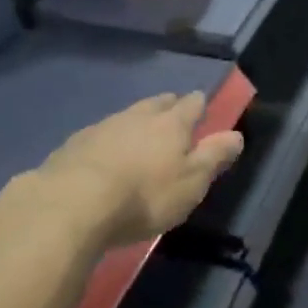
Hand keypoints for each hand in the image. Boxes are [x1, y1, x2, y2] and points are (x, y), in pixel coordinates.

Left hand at [32, 92, 243, 246]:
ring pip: (127, 115)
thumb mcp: (191, 183)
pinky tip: (103, 154)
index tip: (201, 106)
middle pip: (157, 103)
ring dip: (136, 121)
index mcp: (171, 124)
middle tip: (173, 113)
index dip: (198, 104)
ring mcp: (103, 127)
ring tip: (139, 133)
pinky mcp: (73, 144)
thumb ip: (214, 157)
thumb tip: (236, 135)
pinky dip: (107, 140)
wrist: (71, 204)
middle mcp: (138, 116)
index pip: (191, 104)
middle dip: (168, 105)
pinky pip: (99, 134)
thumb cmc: (143, 196)